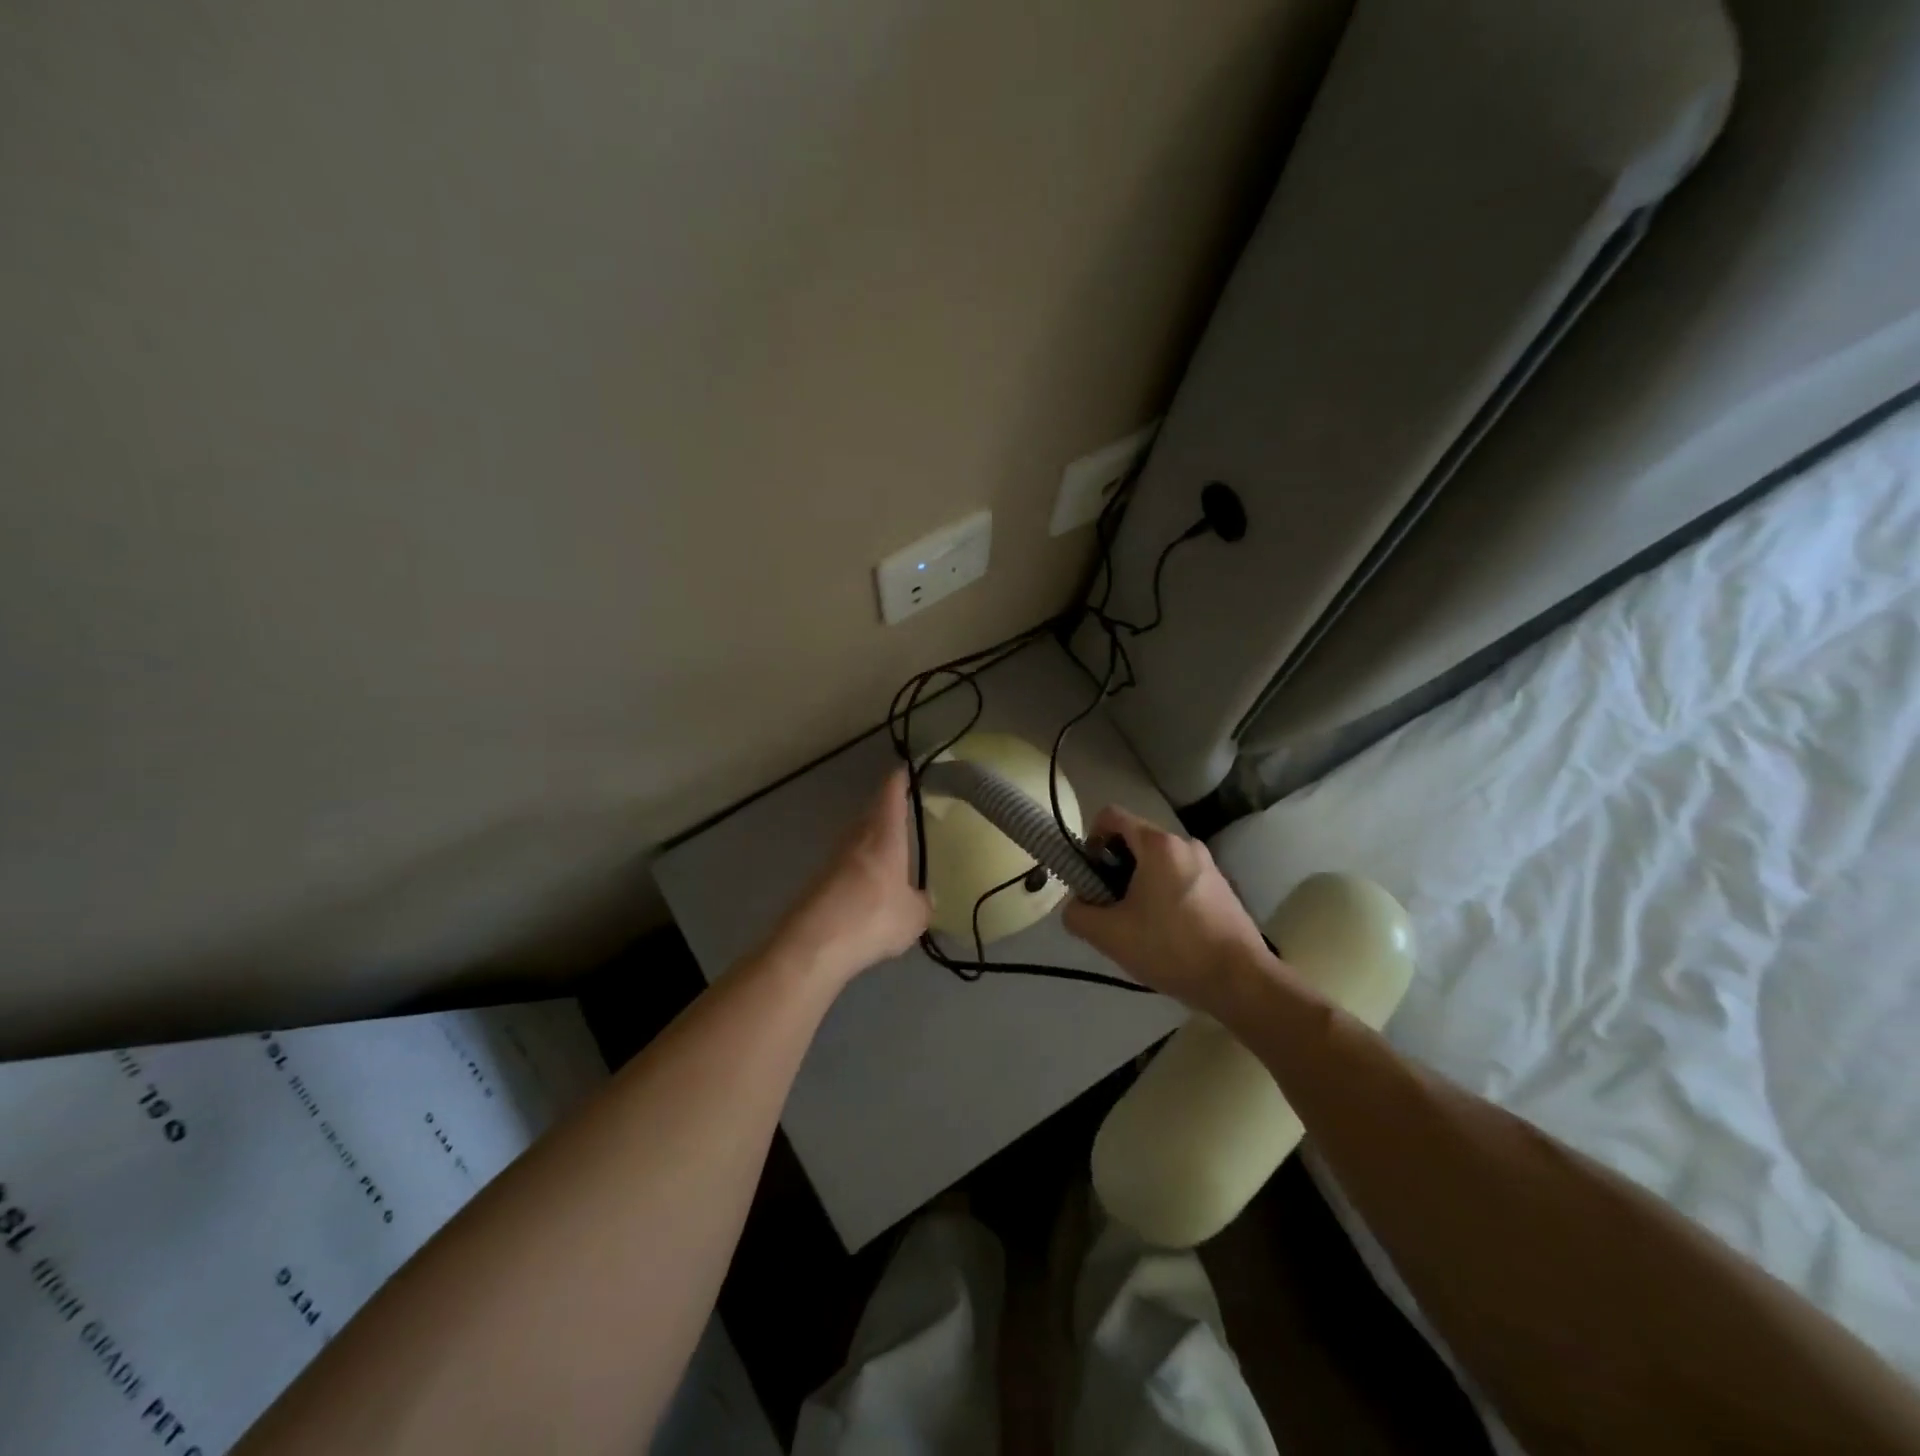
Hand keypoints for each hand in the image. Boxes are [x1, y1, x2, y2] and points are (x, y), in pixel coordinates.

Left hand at [773, 769, 929, 985]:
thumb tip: (923, 899)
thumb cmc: (873, 917)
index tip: (907, 769)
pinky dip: (859, 870)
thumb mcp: (914, 917)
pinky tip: (869, 889)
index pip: (890, 793)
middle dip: (887, 810)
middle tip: (905, 813)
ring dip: (872, 841)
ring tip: (891, 852)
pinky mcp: (819, 882)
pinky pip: (846, 866)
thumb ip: (921, 903)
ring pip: (857, 839)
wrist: (813, 944)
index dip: (900, 779)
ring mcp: (833, 859)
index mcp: (884, 835)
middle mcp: (856, 838)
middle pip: (871, 813)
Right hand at [1062, 805, 1271, 1013]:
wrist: (1240, 981)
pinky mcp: (1222, 887)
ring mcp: (1208, 865)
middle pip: (1134, 840)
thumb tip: (1076, 906)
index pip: (1111, 816)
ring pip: (1157, 862)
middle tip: (1110, 906)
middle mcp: (1184, 844)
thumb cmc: (1171, 948)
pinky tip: (1166, 934)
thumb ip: (1078, 914)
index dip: (1091, 839)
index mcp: (1158, 845)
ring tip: (1137, 925)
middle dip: (1114, 868)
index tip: (1090, 875)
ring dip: (1138, 884)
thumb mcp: (1110, 935)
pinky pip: (1179, 878)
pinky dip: (1163, 895)